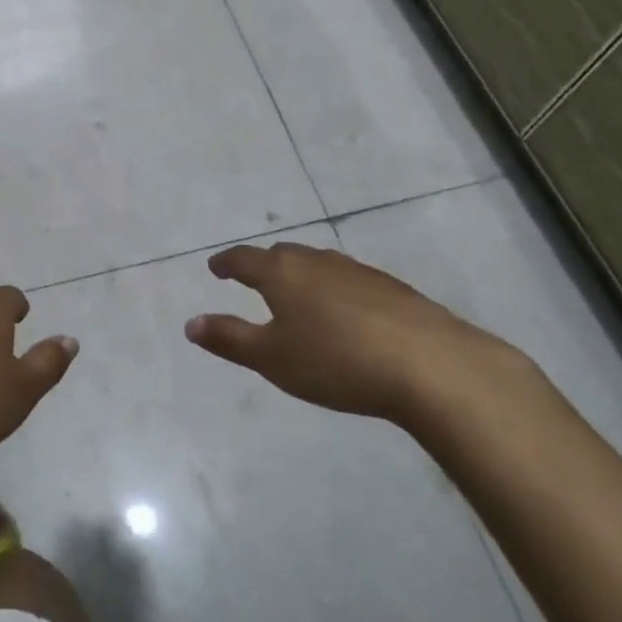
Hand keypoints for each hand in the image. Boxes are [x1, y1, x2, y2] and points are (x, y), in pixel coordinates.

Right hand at [185, 241, 520, 423]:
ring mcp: (357, 271)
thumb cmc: (336, 360)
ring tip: (298, 295)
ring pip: (318, 265)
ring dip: (301, 275)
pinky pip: (349, 280)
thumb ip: (229, 339)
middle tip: (253, 280)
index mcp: (281, 274)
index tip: (215, 268)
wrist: (431, 365)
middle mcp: (316, 262)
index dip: (226, 263)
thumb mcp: (272, 358)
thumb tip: (190, 324)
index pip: (244, 259)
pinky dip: (334, 289)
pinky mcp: (392, 288)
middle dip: (263, 265)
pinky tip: (346, 313)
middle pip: (282, 255)